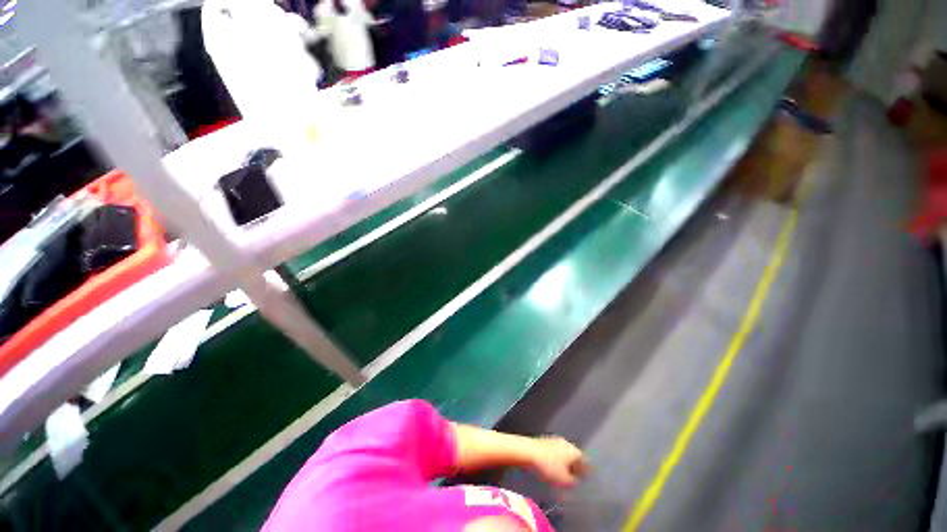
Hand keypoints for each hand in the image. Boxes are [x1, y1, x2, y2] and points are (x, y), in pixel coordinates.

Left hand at [528, 436, 588, 487]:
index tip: (587, 478)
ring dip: (565, 463)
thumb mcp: (564, 481)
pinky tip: (552, 467)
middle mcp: (566, 443)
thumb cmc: (547, 466)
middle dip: (576, 467)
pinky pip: (555, 451)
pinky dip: (556, 459)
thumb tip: (577, 482)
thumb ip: (574, 483)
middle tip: (575, 478)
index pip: (586, 462)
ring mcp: (555, 440)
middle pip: (575, 456)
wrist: (527, 451)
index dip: (587, 472)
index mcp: (574, 451)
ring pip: (564, 453)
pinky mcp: (545, 440)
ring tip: (562, 474)